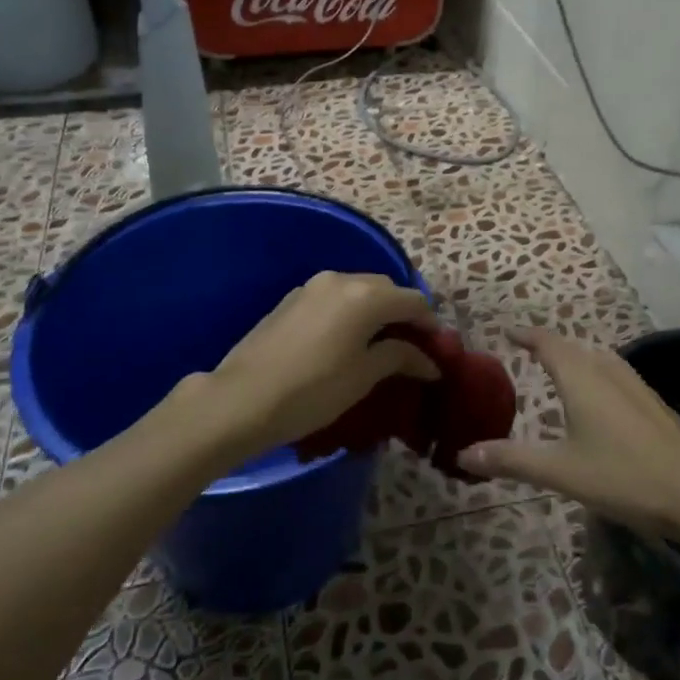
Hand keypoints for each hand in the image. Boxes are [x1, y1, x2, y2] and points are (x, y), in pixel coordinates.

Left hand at [207, 272, 439, 454]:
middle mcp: (341, 280)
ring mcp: (312, 286)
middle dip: (404, 314)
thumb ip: (400, 357)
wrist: (242, 399)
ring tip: (379, 344)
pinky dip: (350, 312)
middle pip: (386, 289)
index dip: (430, 325)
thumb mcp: (363, 377)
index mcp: (366, 295)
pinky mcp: (291, 299)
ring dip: (376, 311)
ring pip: (359, 290)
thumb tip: (429, 361)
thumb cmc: (312, 391)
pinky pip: (334, 298)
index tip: (436, 352)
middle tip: (410, 348)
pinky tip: (346, 340)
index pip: (413, 300)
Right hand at [459, 328, 679, 538]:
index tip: (508, 331)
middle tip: (528, 350)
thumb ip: (512, 460)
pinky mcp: (655, 404)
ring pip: (599, 358)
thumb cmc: (624, 476)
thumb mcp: (561, 471)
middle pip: (574, 346)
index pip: (549, 343)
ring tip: (561, 367)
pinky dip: (597, 372)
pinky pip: (616, 373)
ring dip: (576, 356)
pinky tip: (602, 397)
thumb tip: (462, 453)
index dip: (527, 335)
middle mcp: (609, 371)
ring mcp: (637, 386)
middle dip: (550, 345)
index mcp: (582, 378)